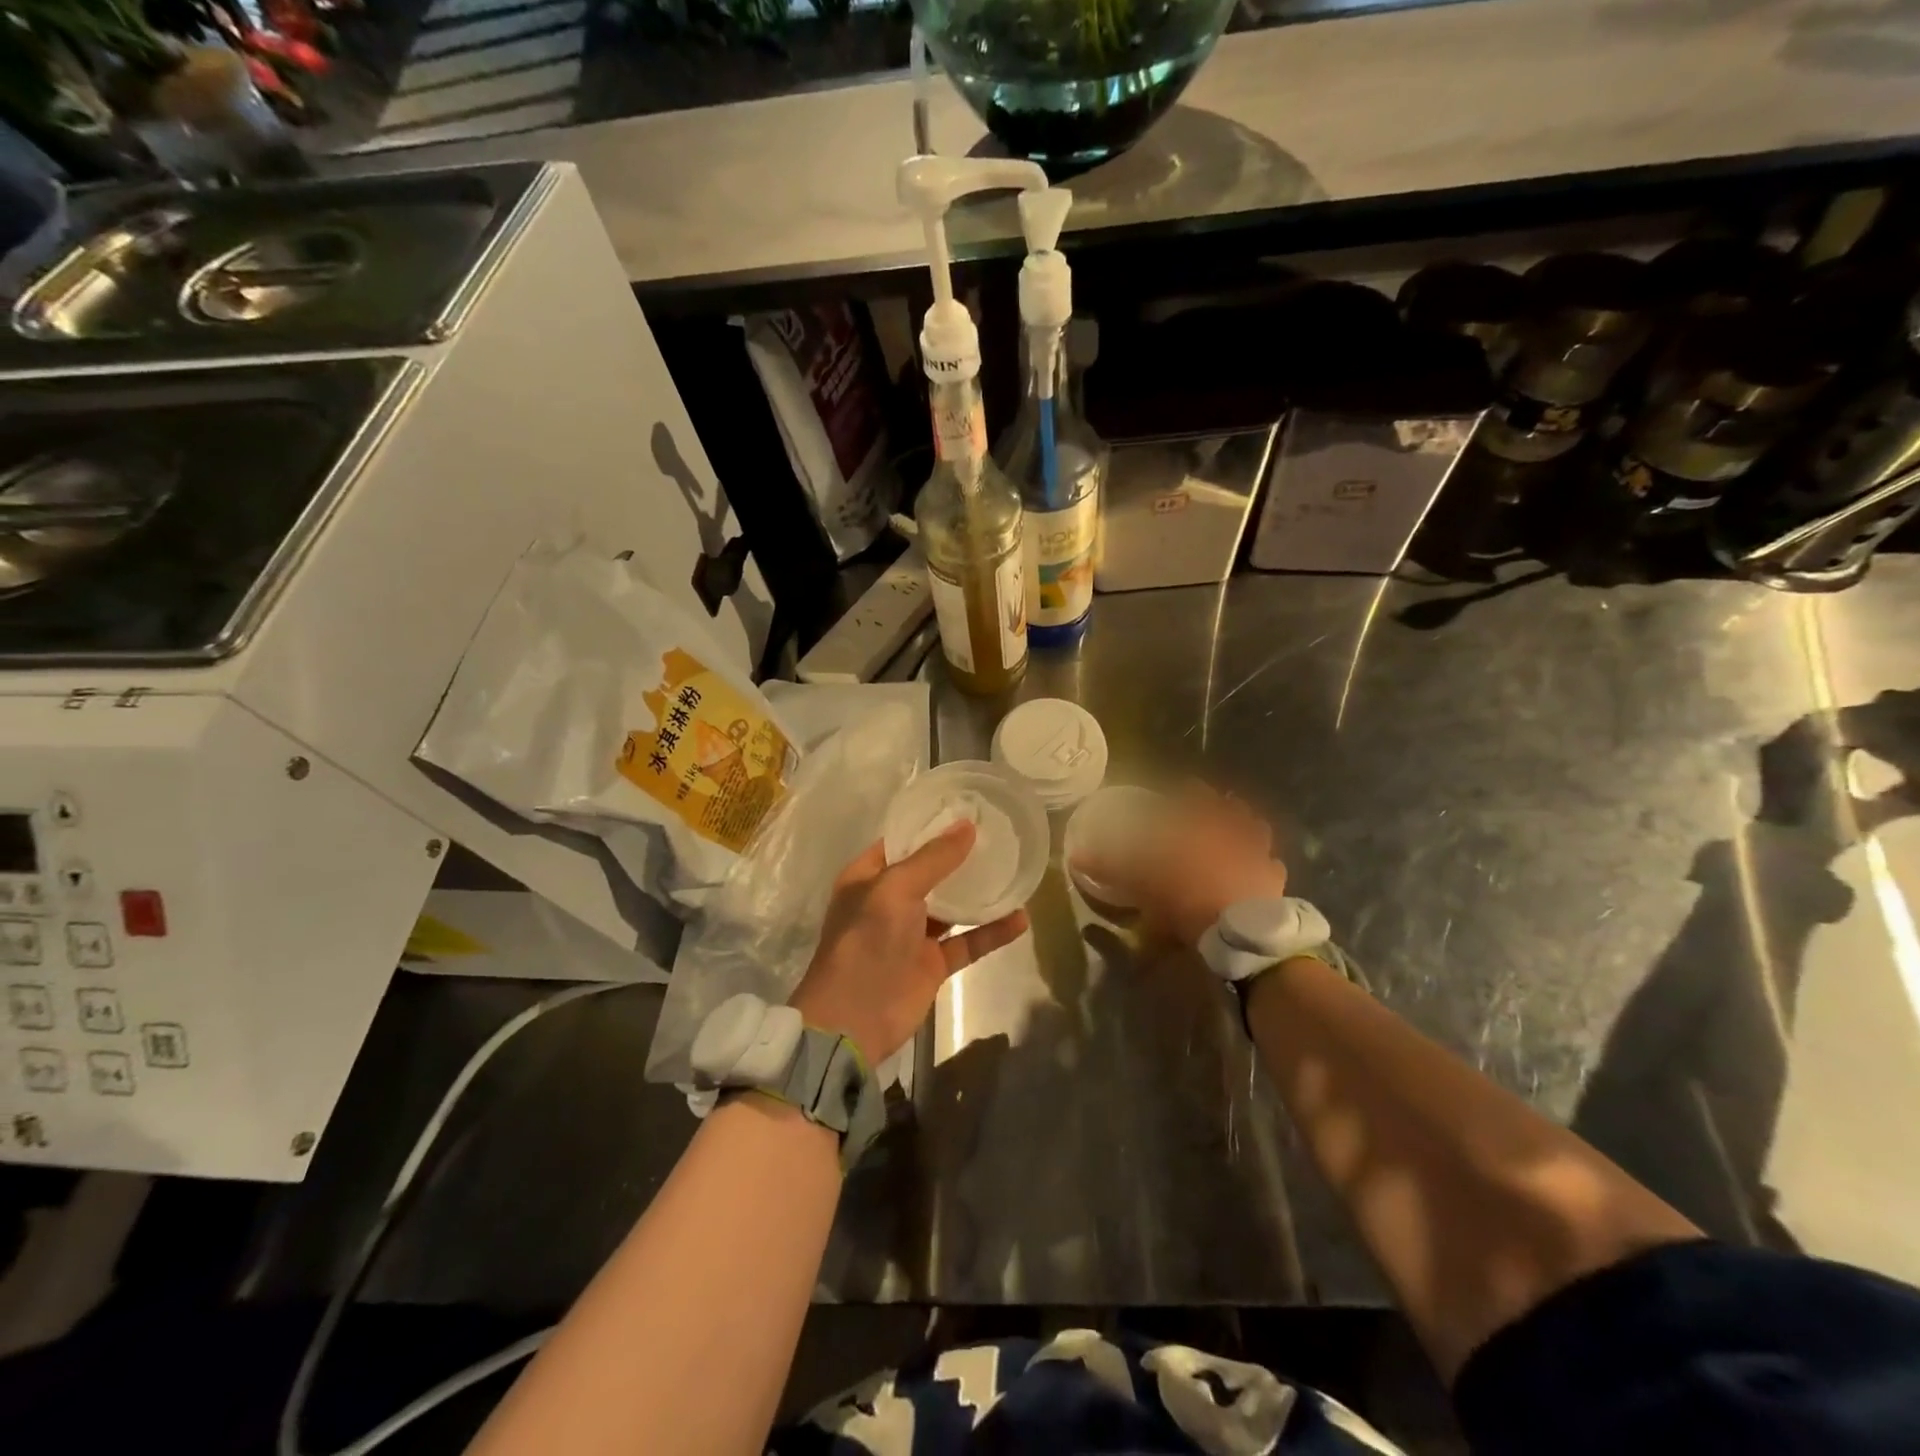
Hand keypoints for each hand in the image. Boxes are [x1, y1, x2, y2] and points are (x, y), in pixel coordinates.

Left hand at [790, 822, 1029, 1064]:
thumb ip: (933, 859)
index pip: (901, 842)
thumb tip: (967, 826)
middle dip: (959, 856)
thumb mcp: (895, 889)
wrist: (854, 1019)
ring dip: (979, 893)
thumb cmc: (866, 941)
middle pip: (929, 871)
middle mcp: (889, 901)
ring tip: (1014, 869)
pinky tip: (1020, 918)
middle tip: (998, 835)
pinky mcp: (932, 964)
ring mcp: (912, 934)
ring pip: (951, 906)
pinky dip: (991, 931)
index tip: (966, 809)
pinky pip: (967, 941)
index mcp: (868, 877)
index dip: (929, 826)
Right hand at [1074, 782, 1289, 948]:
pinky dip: (1266, 864)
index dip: (1191, 791)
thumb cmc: (1187, 896)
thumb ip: (1109, 866)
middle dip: (1224, 806)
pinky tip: (1260, 870)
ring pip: (1258, 831)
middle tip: (1216, 808)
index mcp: (1202, 826)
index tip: (1186, 788)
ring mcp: (1259, 855)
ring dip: (1249, 828)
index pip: (1197, 796)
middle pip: (1233, 810)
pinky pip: (1273, 866)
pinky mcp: (1275, 880)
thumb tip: (1074, 855)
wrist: (1238, 931)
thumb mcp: (1139, 882)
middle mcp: (1233, 832)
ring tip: (1241, 832)